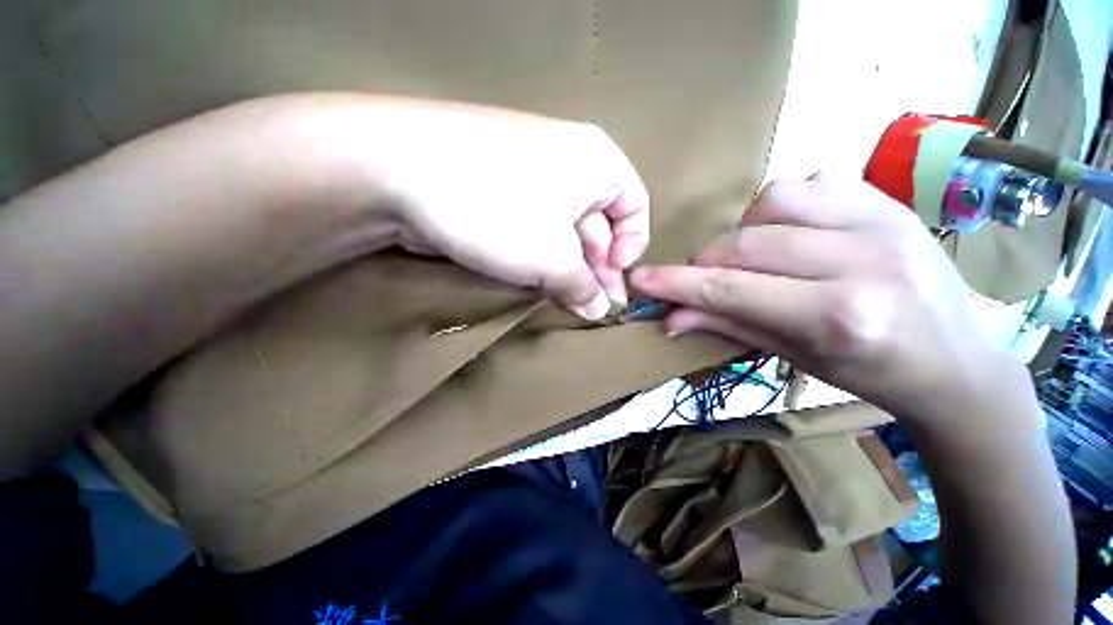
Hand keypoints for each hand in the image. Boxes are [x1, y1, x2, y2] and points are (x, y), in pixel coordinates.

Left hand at [328, 98, 649, 319]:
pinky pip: (536, 230)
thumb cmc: (498, 207)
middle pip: (598, 223)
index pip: (635, 206)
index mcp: (596, 162)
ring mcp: (531, 178)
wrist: (397, 171)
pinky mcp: (502, 194)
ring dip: (568, 269)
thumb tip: (598, 310)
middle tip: (592, 308)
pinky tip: (538, 282)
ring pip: (565, 231)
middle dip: (597, 268)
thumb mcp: (553, 256)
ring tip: (566, 301)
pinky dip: (542, 258)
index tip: (615, 277)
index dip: (632, 246)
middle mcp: (569, 164)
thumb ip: (582, 286)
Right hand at [630, 174, 1014, 421]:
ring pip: (773, 202)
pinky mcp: (888, 200)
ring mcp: (883, 221)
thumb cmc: (870, 372)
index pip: (732, 290)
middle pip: (746, 245)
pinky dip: (782, 206)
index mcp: (839, 318)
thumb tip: (671, 317)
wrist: (956, 360)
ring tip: (755, 255)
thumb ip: (726, 326)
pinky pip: (810, 182)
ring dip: (744, 230)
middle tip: (706, 279)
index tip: (642, 280)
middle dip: (708, 262)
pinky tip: (791, 232)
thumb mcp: (792, 357)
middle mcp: (863, 262)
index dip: (678, 284)